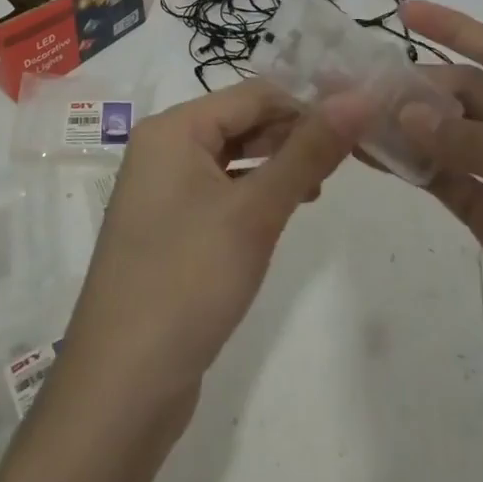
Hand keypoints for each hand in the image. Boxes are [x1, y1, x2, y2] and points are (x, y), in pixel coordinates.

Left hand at [57, 81, 355, 421]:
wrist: (123, 386)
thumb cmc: (189, 280)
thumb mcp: (256, 212)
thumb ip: (308, 152)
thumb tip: (359, 98)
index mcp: (173, 128)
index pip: (253, 95)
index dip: (306, 106)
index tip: (357, 129)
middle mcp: (162, 148)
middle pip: (239, 122)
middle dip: (291, 136)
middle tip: (345, 163)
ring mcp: (161, 190)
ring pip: (230, 158)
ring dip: (274, 166)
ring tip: (319, 189)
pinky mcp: (167, 228)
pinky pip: (218, 191)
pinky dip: (252, 195)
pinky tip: (280, 215)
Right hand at [399, 2, 482, 481]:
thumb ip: (481, 149)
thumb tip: (405, 112)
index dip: (456, 27)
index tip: (403, 10)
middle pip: (464, 94)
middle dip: (417, 86)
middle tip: (360, 87)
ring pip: (446, 136)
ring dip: (405, 125)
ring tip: (353, 115)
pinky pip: (443, 181)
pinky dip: (410, 167)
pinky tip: (373, 156)